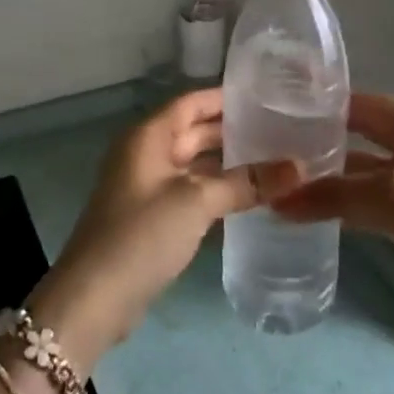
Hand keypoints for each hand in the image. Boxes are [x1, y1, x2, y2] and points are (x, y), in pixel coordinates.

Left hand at [30, 89, 299, 371]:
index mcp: (149, 136)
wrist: (95, 297)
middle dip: (234, 131)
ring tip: (275, 160)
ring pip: (195, 163)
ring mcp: (148, 186)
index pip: (192, 102)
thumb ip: (245, 182)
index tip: (267, 95)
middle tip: (281, 130)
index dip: (226, 97)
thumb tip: (298, 167)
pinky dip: (218, 190)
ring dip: (229, 163)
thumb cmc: (142, 235)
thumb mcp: (196, 202)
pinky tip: (251, 196)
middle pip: (194, 131)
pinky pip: (191, 190)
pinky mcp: (152, 216)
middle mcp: (146, 153)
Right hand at [271, 92, 393, 344]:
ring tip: (281, 180)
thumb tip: (276, 199)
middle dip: (318, 142)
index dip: (318, 107)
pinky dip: (345, 201)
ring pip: (362, 167)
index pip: (356, 103)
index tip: (273, 114)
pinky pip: (372, 196)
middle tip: (270, 150)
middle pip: (357, 133)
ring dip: (329, 175)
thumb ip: (337, 195)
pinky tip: (311, 211)